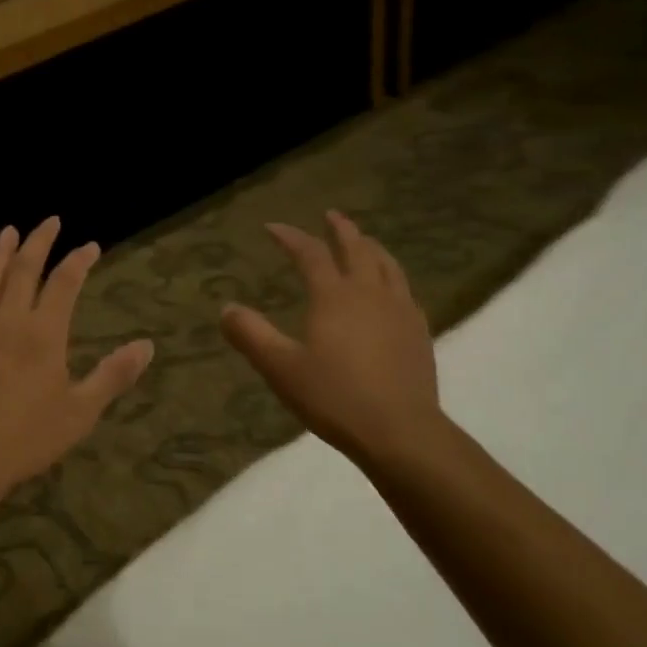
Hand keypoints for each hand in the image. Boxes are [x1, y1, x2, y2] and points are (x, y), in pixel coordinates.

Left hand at [0, 218, 153, 499]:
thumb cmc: (29, 435)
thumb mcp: (81, 410)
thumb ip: (113, 375)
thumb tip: (147, 346)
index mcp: (44, 332)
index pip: (64, 283)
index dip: (79, 260)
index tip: (91, 246)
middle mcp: (9, 320)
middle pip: (23, 269)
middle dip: (39, 242)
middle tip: (50, 221)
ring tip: (8, 231)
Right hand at [220, 210, 443, 469]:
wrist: (400, 431)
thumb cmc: (334, 397)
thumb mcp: (281, 368)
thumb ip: (251, 335)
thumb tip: (227, 308)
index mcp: (334, 296)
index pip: (310, 254)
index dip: (290, 237)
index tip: (273, 227)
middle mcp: (369, 293)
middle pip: (357, 248)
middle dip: (341, 229)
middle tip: (330, 215)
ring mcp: (400, 310)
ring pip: (387, 265)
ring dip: (371, 247)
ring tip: (364, 241)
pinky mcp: (418, 332)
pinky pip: (405, 290)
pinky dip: (392, 276)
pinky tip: (391, 290)